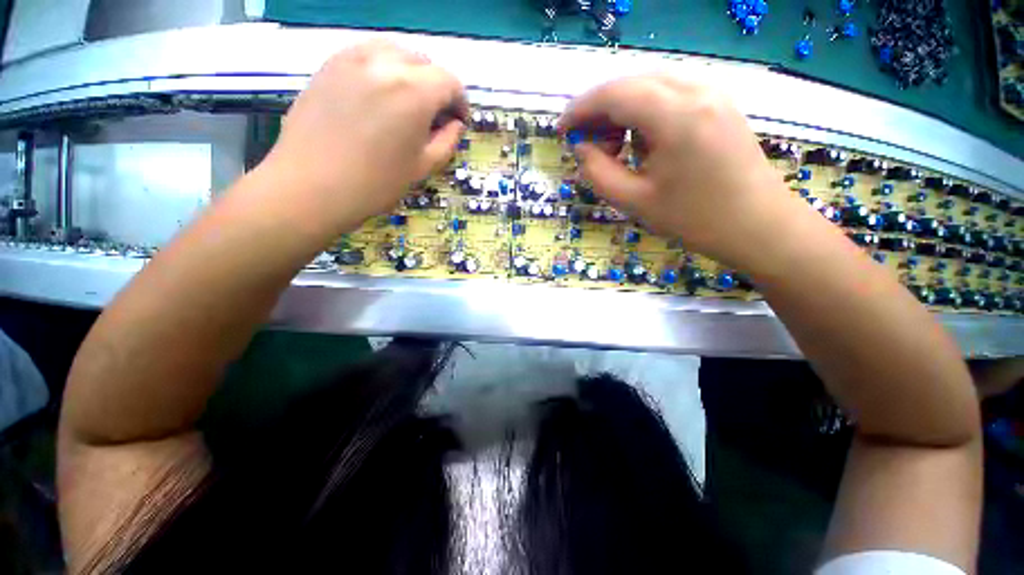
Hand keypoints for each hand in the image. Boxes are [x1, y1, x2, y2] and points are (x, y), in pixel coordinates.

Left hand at [262, 41, 467, 233]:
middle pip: (424, 62)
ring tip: (407, 102)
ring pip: (395, 52)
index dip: (460, 102)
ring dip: (410, 73)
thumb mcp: (423, 167)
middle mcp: (386, 63)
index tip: (458, 122)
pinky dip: (382, 68)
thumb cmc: (376, 183)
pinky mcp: (330, 64)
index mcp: (414, 92)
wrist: (311, 186)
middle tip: (433, 115)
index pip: (450, 81)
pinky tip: (378, 94)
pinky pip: (366, 54)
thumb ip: (447, 141)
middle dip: (436, 86)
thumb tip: (456, 124)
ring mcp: (353, 58)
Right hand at [560, 75, 807, 270]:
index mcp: (676, 116)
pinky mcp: (718, 101)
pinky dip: (643, 112)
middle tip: (585, 144)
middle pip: (631, 83)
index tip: (561, 130)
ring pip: (649, 85)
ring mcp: (712, 91)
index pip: (614, 94)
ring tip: (613, 148)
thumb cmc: (694, 219)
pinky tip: (641, 142)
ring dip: (621, 111)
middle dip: (599, 110)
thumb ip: (598, 172)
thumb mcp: (634, 201)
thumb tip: (581, 147)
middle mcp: (696, 90)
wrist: (757, 224)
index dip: (581, 109)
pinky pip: (668, 94)